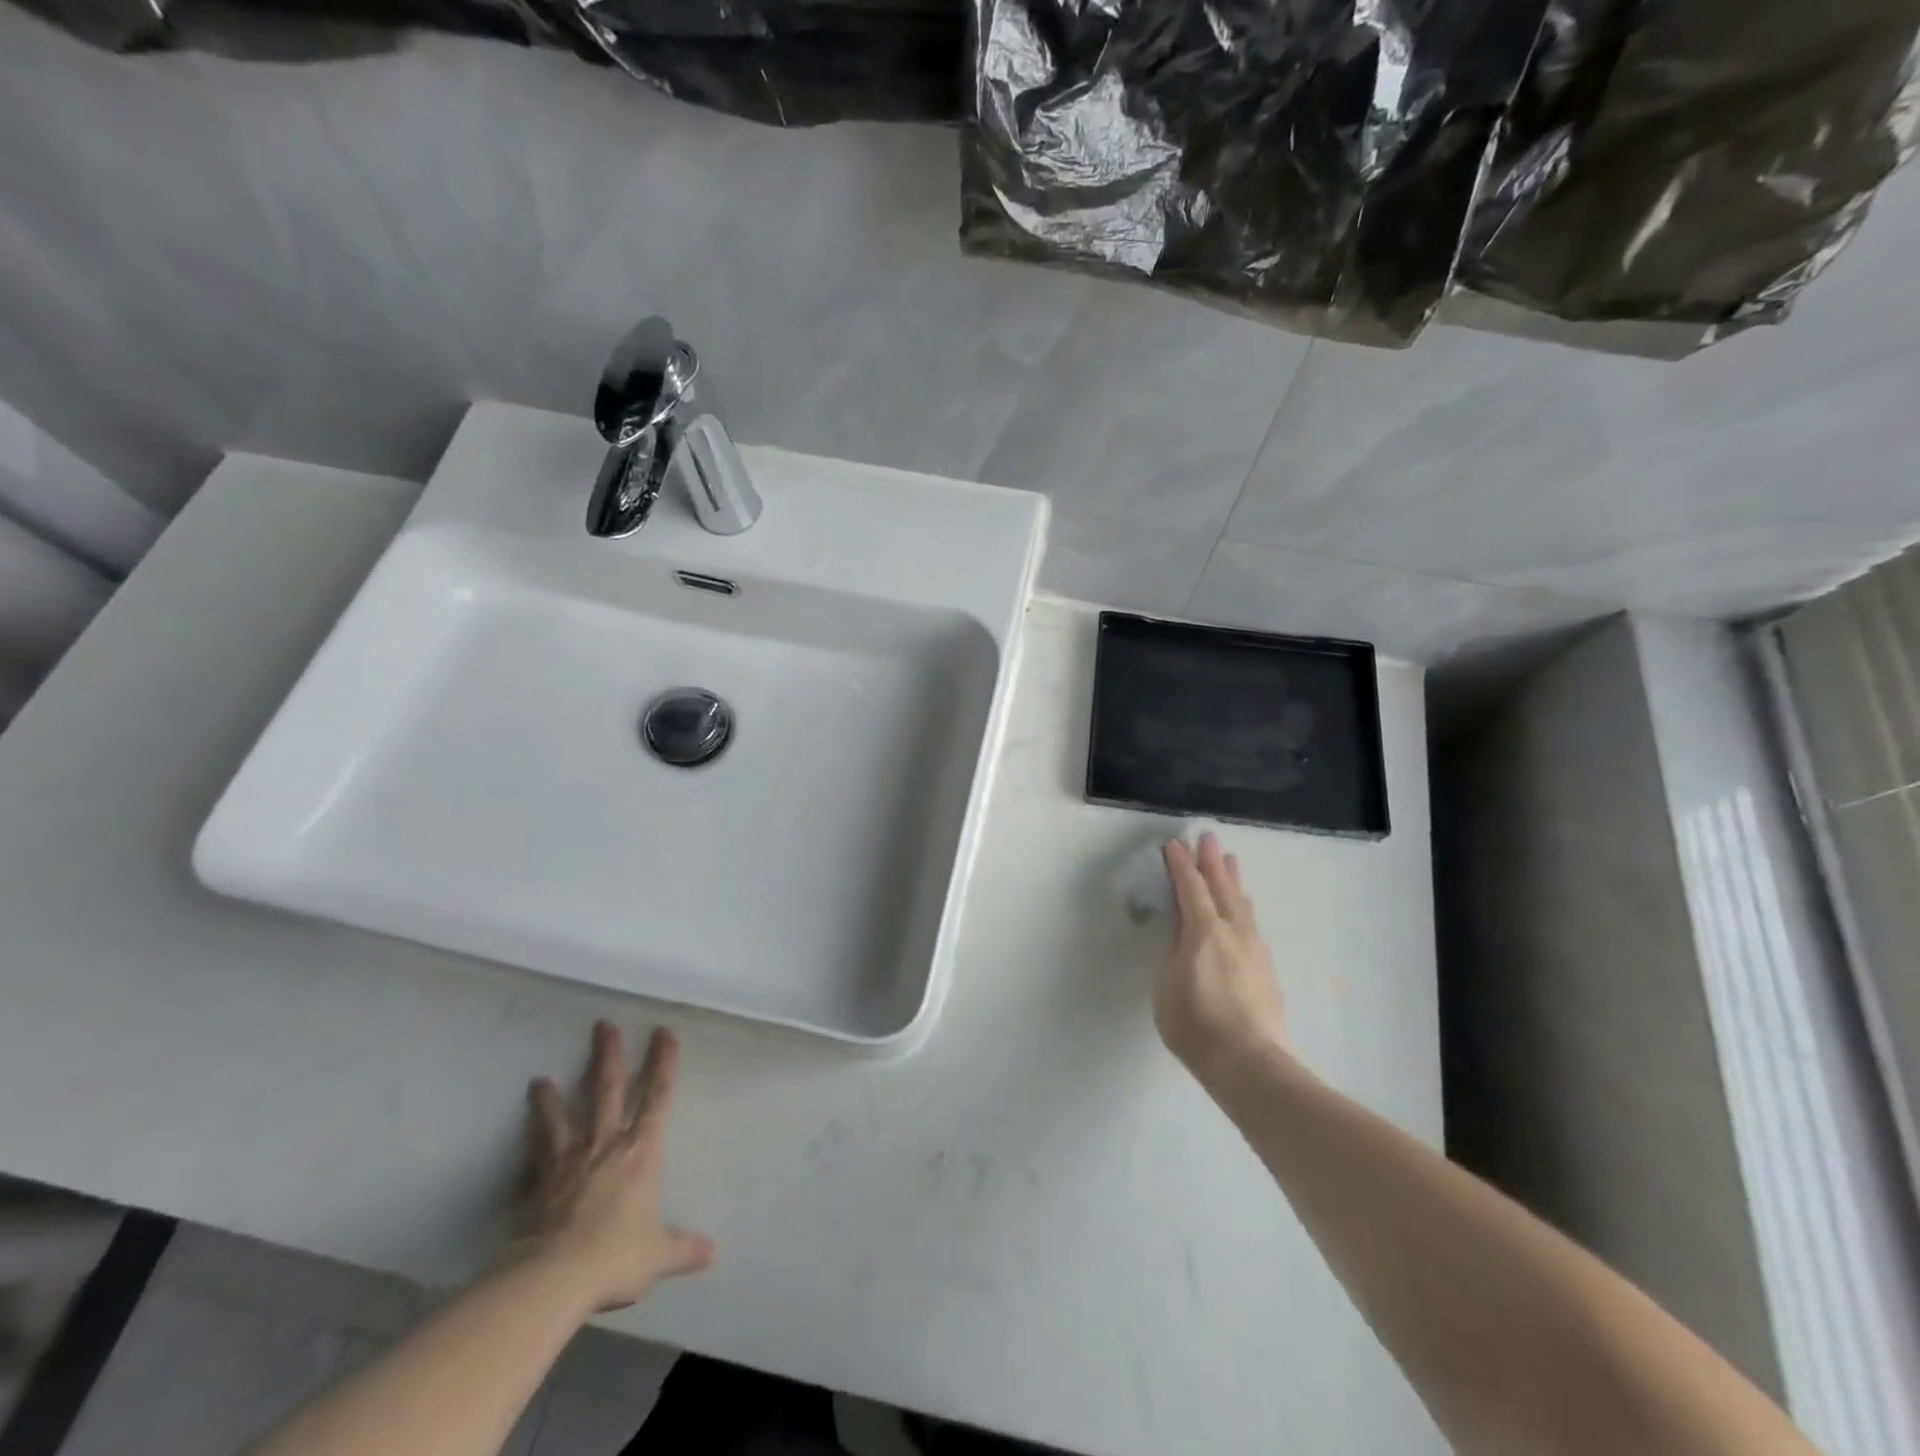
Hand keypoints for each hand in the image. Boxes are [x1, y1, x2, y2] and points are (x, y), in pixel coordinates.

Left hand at [512, 1021, 714, 1310]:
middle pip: (608, 1090)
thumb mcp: (658, 1254)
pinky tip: (518, 1141)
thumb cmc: (616, 1256)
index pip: (657, 1097)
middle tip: (604, 1025)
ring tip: (540, 1080)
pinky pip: (534, 1155)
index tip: (664, 1032)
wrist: (553, 1277)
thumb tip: (713, 1254)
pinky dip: (527, 1145)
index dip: (663, 1063)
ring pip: (563, 1117)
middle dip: (609, 1056)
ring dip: (553, 1097)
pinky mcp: (538, 1183)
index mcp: (641, 1151)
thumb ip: (683, 1248)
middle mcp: (606, 1144)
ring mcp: (568, 1160)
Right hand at [1157, 833, 1288, 1079]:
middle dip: (1213, 862)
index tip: (1174, 844)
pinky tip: (1243, 911)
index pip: (1190, 889)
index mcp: (1203, 932)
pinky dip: (1243, 907)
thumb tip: (1181, 930)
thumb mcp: (1166, 985)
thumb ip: (1173, 952)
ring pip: (1242, 905)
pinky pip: (1251, 924)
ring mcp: (1254, 950)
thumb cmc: (1195, 1024)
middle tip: (1209, 838)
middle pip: (1222, 888)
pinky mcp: (1266, 969)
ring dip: (1233, 881)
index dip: (1181, 865)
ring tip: (1232, 862)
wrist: (1249, 1062)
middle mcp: (1232, 932)